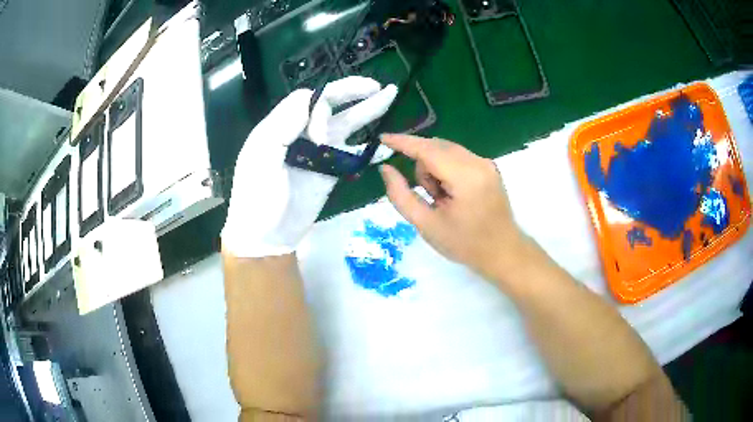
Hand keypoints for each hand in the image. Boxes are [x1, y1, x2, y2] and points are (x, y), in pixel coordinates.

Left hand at [222, 77, 397, 257]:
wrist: (267, 235)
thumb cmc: (258, 197)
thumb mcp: (261, 158)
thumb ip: (283, 125)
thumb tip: (315, 102)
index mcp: (281, 125)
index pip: (308, 100)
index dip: (322, 109)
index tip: (322, 137)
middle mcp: (301, 133)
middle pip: (330, 105)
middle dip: (352, 92)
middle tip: (376, 86)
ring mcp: (318, 152)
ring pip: (345, 125)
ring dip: (367, 111)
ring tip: (389, 97)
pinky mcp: (330, 170)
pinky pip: (352, 154)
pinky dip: (370, 150)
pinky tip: (386, 146)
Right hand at [378, 134, 527, 279]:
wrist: (502, 252)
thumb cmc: (464, 244)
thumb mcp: (426, 225)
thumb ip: (401, 195)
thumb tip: (385, 169)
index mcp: (465, 177)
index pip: (427, 150)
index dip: (403, 142)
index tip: (383, 138)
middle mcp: (478, 162)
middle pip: (436, 147)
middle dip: (423, 166)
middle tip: (429, 197)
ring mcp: (486, 163)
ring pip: (446, 151)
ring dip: (435, 169)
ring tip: (443, 200)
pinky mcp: (489, 167)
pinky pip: (458, 157)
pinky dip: (447, 170)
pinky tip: (452, 194)